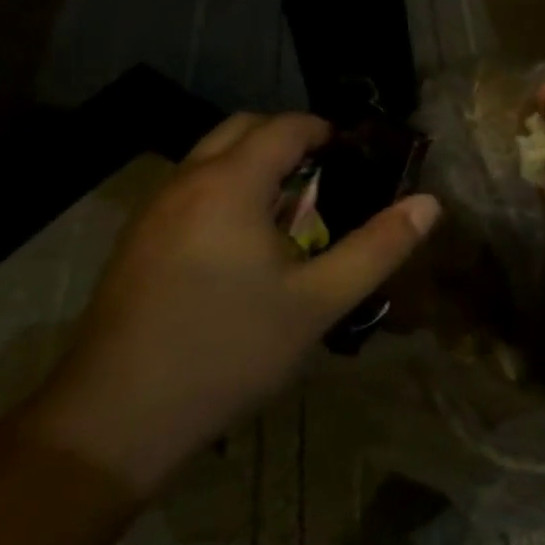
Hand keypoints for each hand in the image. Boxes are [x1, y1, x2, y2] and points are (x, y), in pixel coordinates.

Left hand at [25, 113, 440, 494]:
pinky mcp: (134, 241)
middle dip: (286, 140)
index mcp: (231, 184)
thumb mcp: (317, 303)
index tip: (354, 153)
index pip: (284, 126)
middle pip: (241, 129)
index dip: (324, 130)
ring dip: (252, 165)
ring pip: (209, 159)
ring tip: (289, 213)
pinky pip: (188, 189)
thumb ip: (377, 248)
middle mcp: (186, 181)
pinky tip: (240, 247)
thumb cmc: (228, 351)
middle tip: (325, 178)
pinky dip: (223, 190)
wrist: (115, 418)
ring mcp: (152, 210)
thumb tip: (429, 204)